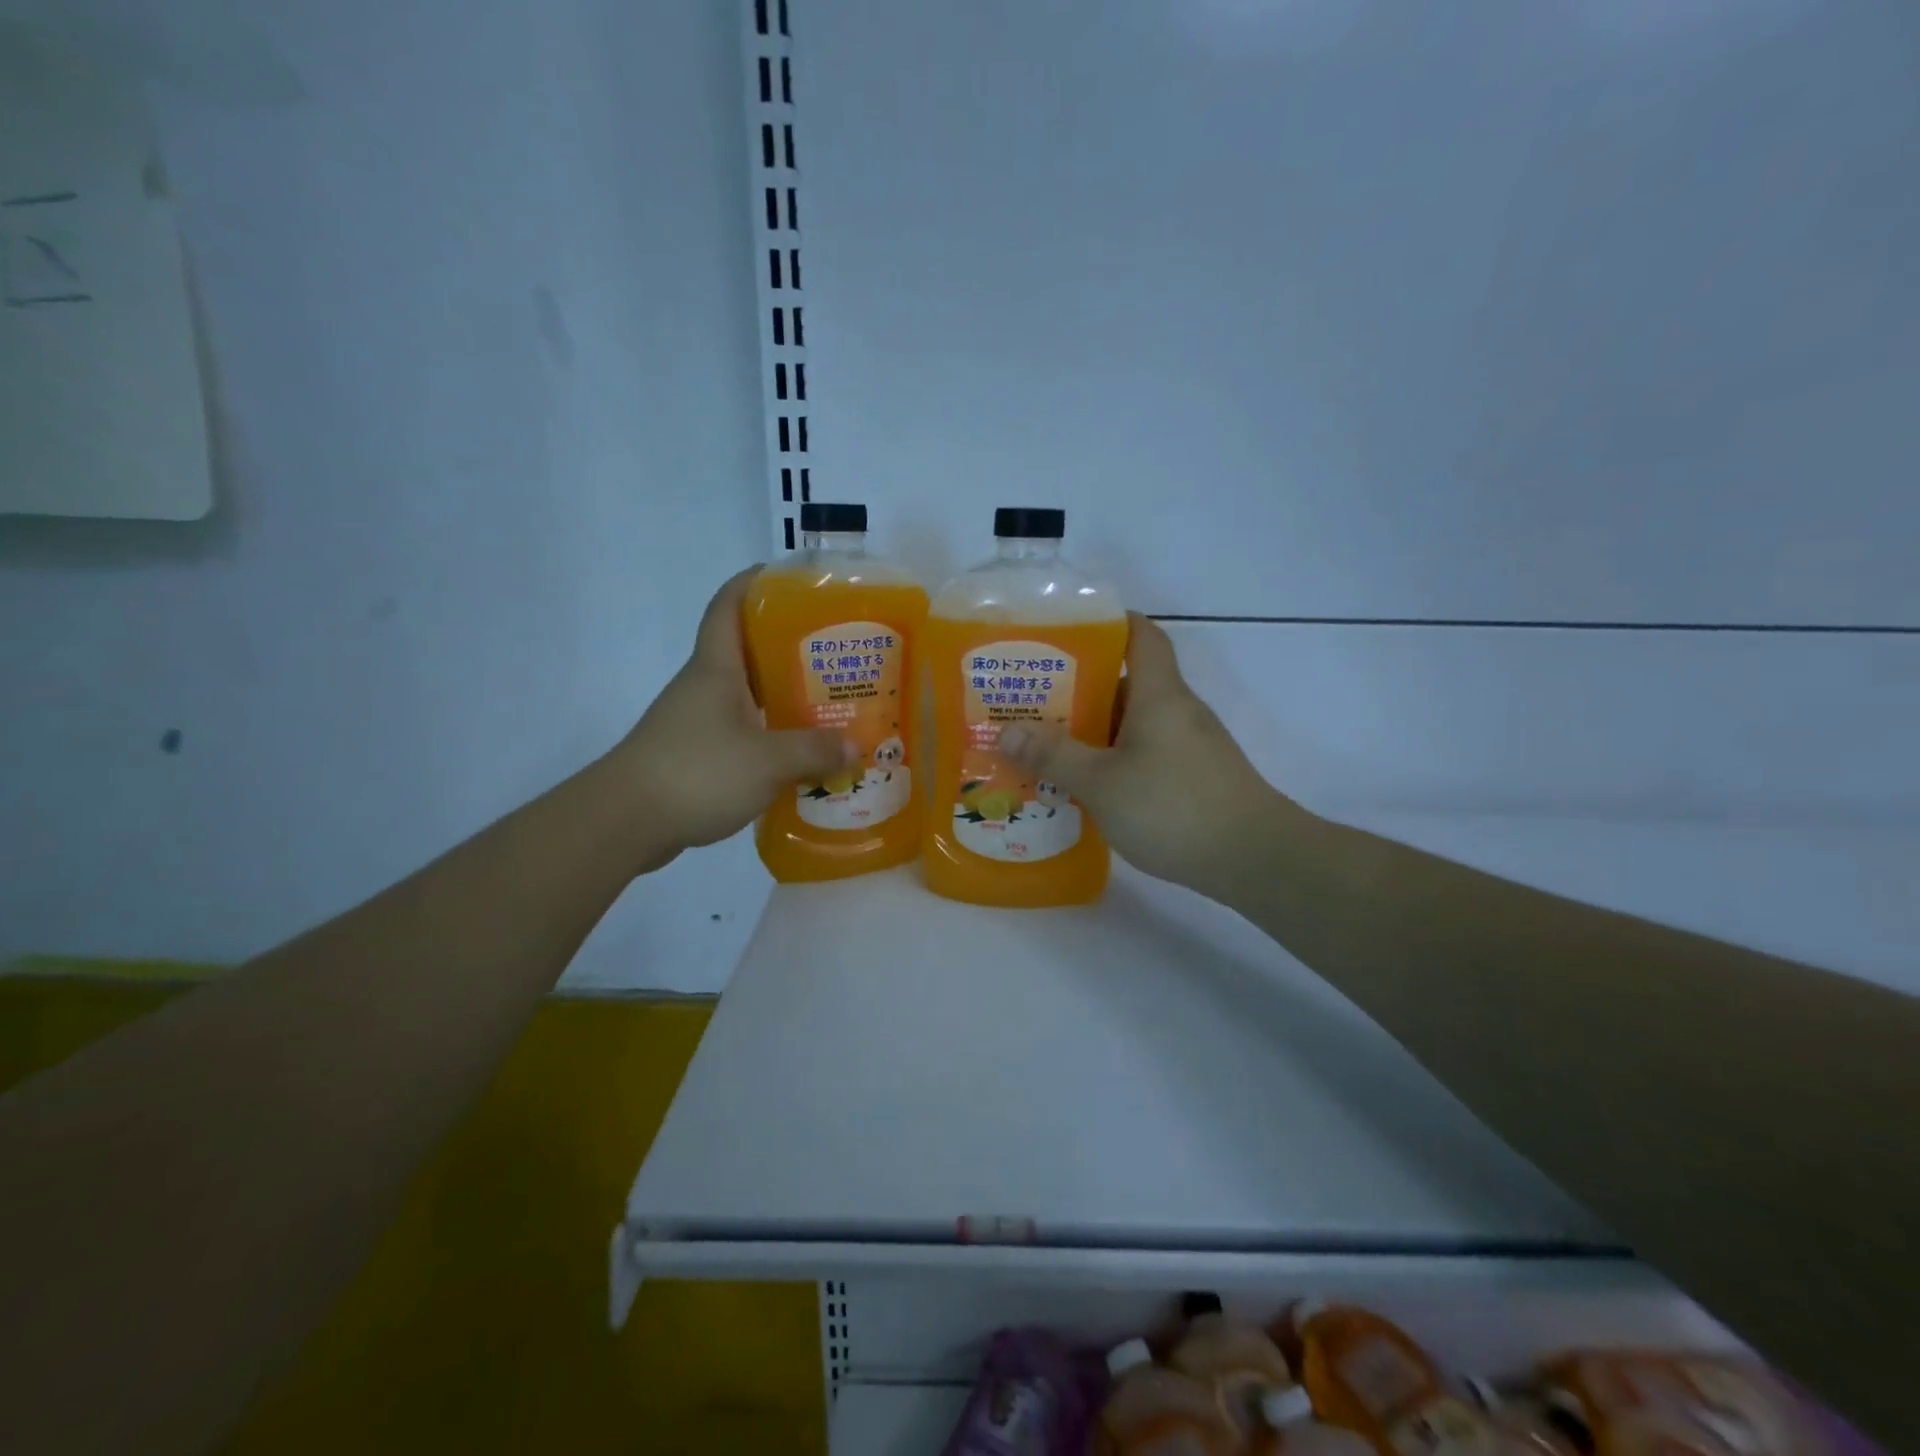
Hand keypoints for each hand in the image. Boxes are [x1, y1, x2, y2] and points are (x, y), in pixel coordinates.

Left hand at [607, 568, 857, 871]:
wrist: (624, 822)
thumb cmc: (696, 773)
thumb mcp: (767, 761)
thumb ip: (815, 751)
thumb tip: (855, 747)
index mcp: (716, 669)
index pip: (729, 605)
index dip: (755, 583)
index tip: (792, 580)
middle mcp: (705, 686)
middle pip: (748, 650)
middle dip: (791, 647)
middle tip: (837, 654)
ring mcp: (697, 721)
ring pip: (748, 695)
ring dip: (784, 697)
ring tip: (830, 705)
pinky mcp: (696, 754)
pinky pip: (742, 732)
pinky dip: (771, 736)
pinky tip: (800, 755)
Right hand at [996, 614, 1286, 894]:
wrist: (1256, 860)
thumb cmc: (1174, 807)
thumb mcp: (1101, 782)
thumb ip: (1054, 756)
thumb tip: (1007, 731)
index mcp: (1159, 694)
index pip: (1141, 635)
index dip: (1109, 623)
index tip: (1066, 632)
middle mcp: (1178, 711)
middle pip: (1127, 683)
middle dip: (1079, 690)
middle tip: (1032, 703)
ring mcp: (1191, 746)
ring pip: (1133, 725)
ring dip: (1094, 733)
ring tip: (1046, 748)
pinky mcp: (1195, 778)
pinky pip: (1145, 756)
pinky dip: (1115, 762)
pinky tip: (1086, 788)